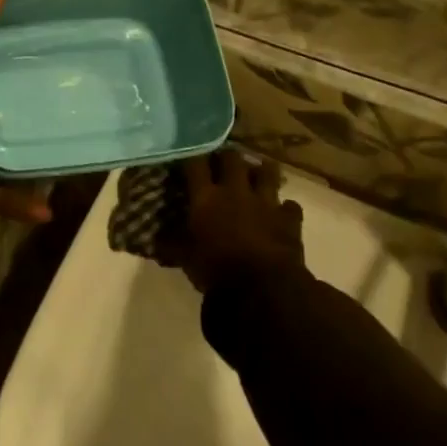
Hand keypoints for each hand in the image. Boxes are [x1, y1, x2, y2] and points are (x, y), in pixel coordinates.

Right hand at [168, 149, 305, 292]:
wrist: (263, 291)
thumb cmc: (217, 272)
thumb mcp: (187, 260)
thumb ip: (174, 245)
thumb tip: (156, 242)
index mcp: (206, 197)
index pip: (195, 163)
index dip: (192, 155)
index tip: (189, 154)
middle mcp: (235, 191)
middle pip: (232, 158)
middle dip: (228, 157)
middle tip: (224, 162)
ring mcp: (265, 202)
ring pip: (267, 172)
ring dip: (261, 171)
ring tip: (257, 173)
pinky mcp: (289, 219)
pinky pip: (290, 206)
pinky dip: (286, 208)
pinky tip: (282, 212)